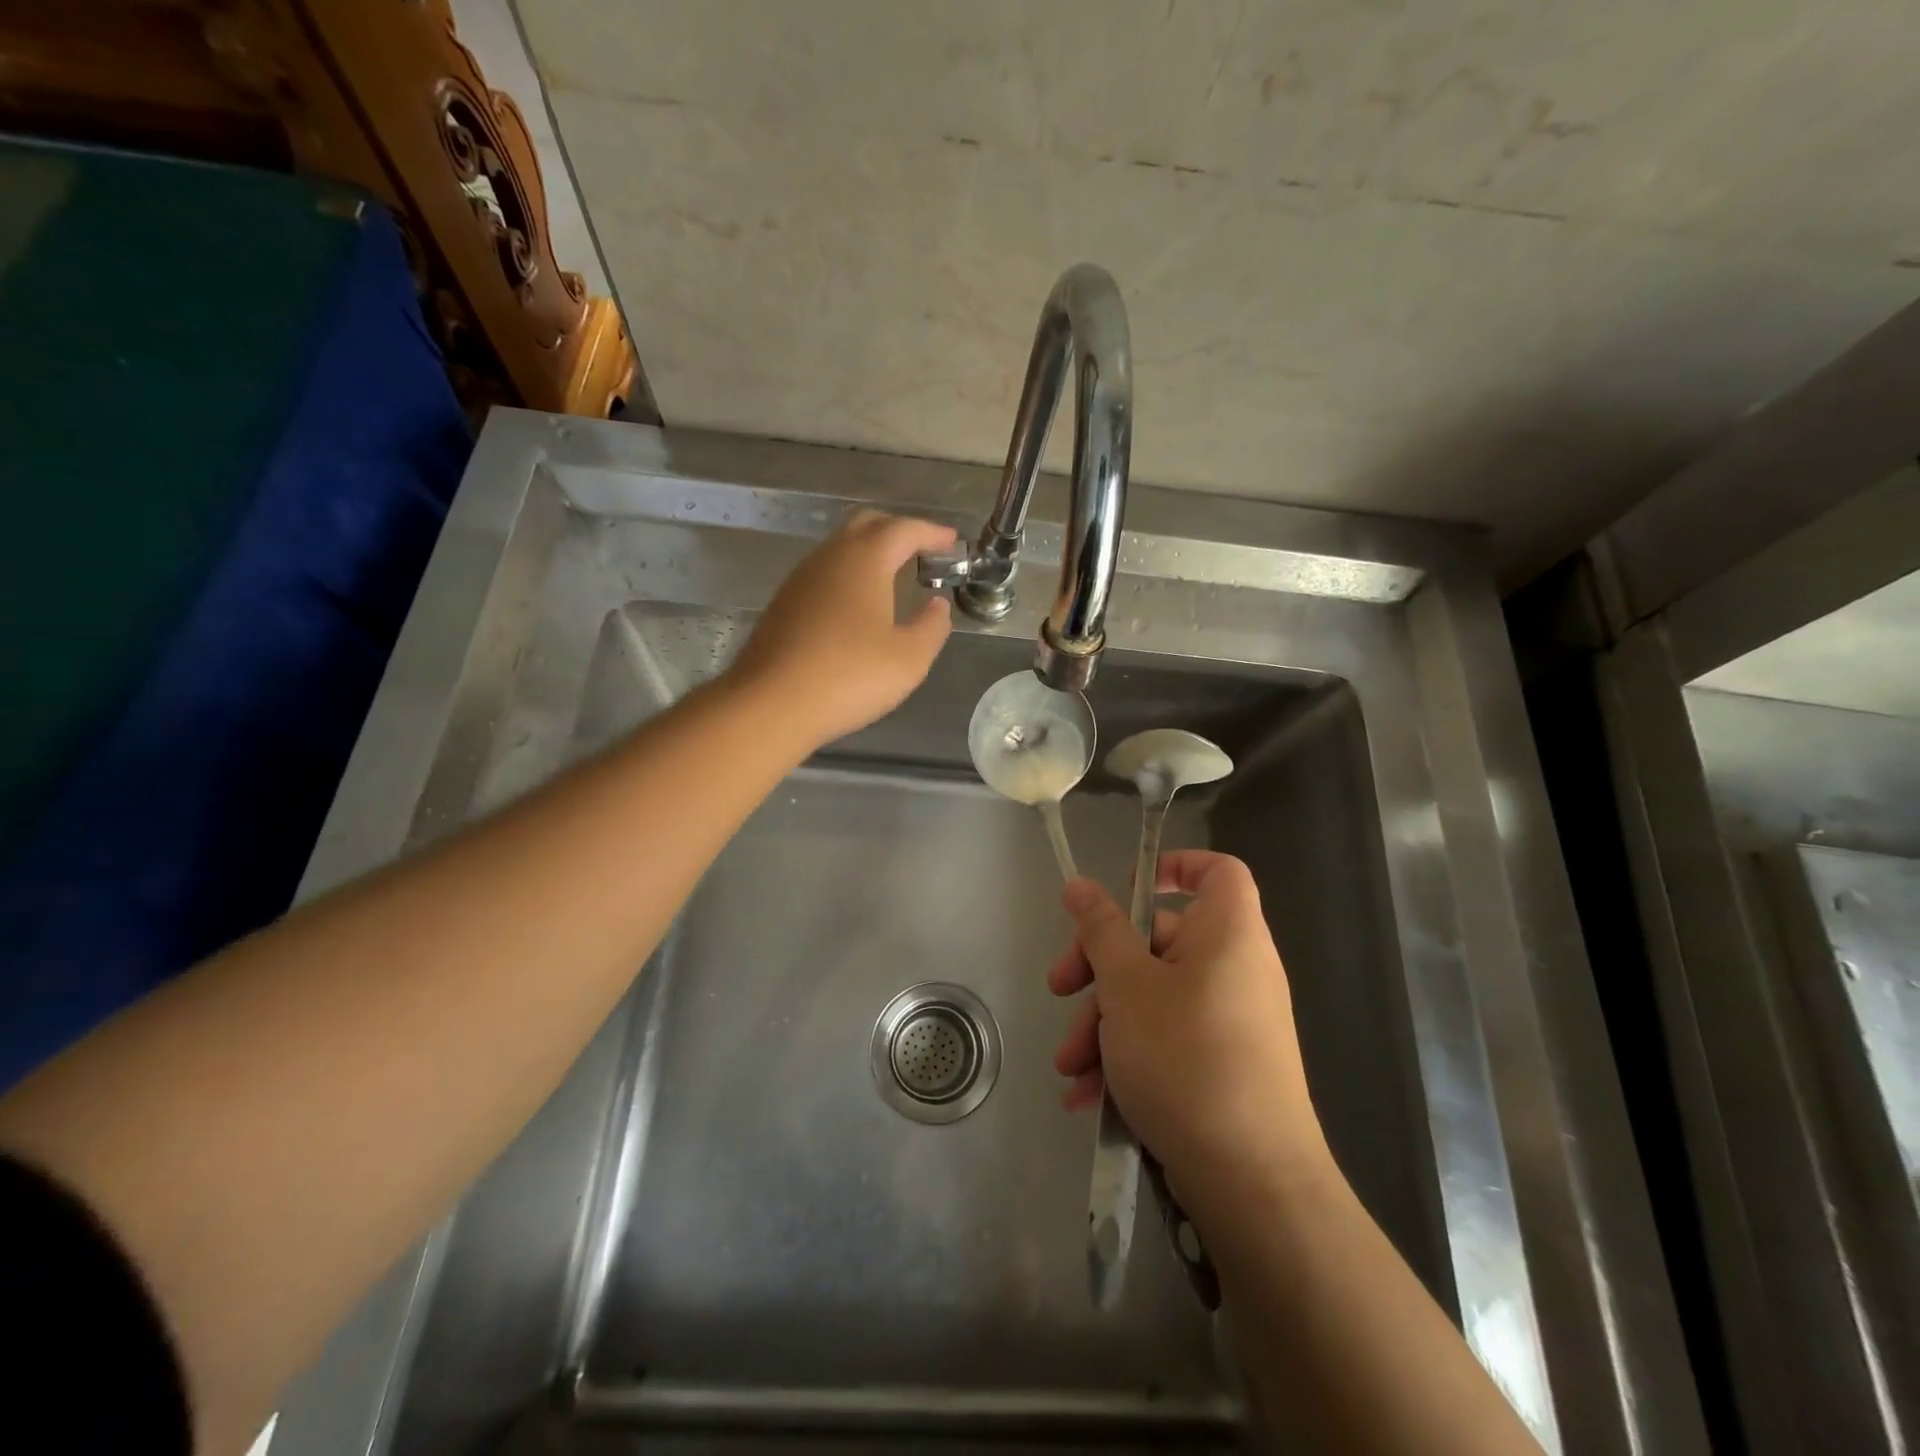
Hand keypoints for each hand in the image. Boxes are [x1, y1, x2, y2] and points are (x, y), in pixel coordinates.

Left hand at [731, 509, 957, 745]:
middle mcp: (830, 557)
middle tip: (923, 551)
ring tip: (895, 576)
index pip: (904, 529)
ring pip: (841, 547)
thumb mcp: (909, 659)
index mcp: (865, 560)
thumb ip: (932, 627)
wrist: (770, 704)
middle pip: (867, 524)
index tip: (952, 542)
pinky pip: (825, 573)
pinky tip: (858, 605)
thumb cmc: (848, 677)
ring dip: (871, 552)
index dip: (932, 532)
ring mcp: (801, 578)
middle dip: (898, 531)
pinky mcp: (784, 603)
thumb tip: (938, 605)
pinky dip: (849, 574)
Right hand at [1049, 850, 1331, 1221]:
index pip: (1216, 871)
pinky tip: (1088, 1096)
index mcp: (1227, 933)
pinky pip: (1166, 1039)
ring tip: (1069, 1067)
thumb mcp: (1127, 986)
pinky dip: (1126, 1057)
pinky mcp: (1220, 1066)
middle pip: (1160, 939)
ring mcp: (1229, 1021)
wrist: (1252, 1184)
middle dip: (1100, 968)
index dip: (1173, 867)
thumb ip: (1100, 930)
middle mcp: (1234, 969)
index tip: (1124, 891)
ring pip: (1153, 997)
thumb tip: (1080, 885)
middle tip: (1060, 990)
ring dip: (1102, 1025)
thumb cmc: (1186, 1058)